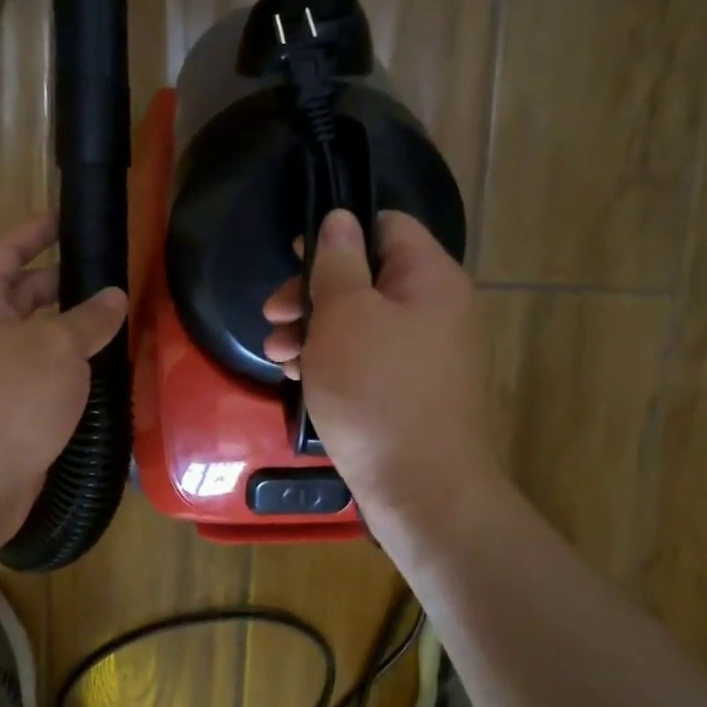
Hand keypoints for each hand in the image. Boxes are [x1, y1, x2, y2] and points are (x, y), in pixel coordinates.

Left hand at [0, 214, 126, 540]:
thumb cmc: (11, 398)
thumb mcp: (59, 348)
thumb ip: (90, 317)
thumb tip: (114, 296)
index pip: (6, 251)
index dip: (37, 232)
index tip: (66, 219)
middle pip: (21, 292)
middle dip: (61, 283)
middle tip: (106, 275)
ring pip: (32, 334)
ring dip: (67, 326)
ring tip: (113, 318)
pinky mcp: (1, 404)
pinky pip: (35, 369)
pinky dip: (62, 362)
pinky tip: (97, 365)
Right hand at [263, 209, 497, 524]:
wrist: (420, 488)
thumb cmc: (375, 390)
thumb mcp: (344, 315)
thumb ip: (338, 261)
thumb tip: (340, 219)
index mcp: (429, 277)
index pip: (386, 225)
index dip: (338, 233)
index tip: (296, 257)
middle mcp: (434, 307)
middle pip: (366, 275)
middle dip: (313, 291)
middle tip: (273, 314)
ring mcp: (423, 351)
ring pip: (360, 319)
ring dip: (313, 328)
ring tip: (276, 354)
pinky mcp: (408, 386)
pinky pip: (366, 355)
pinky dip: (332, 358)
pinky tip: (298, 375)